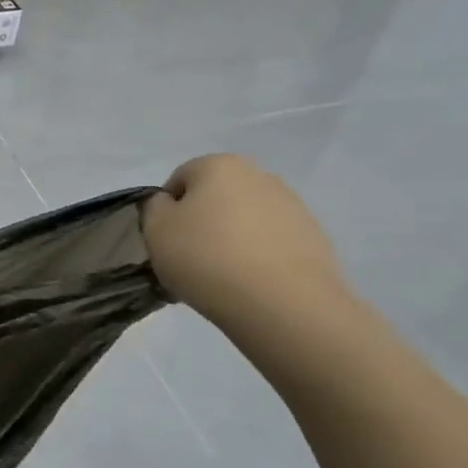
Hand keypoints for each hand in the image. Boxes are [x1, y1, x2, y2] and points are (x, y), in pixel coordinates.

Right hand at [143, 154, 349, 325]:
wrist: (281, 302)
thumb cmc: (206, 258)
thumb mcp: (155, 230)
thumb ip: (153, 208)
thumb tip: (168, 204)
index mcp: (219, 165)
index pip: (179, 179)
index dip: (166, 210)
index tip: (166, 242)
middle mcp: (259, 175)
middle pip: (216, 197)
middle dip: (202, 223)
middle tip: (190, 260)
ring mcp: (292, 205)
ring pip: (245, 219)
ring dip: (230, 239)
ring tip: (221, 276)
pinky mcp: (313, 237)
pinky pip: (271, 242)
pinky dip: (257, 256)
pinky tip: (249, 283)